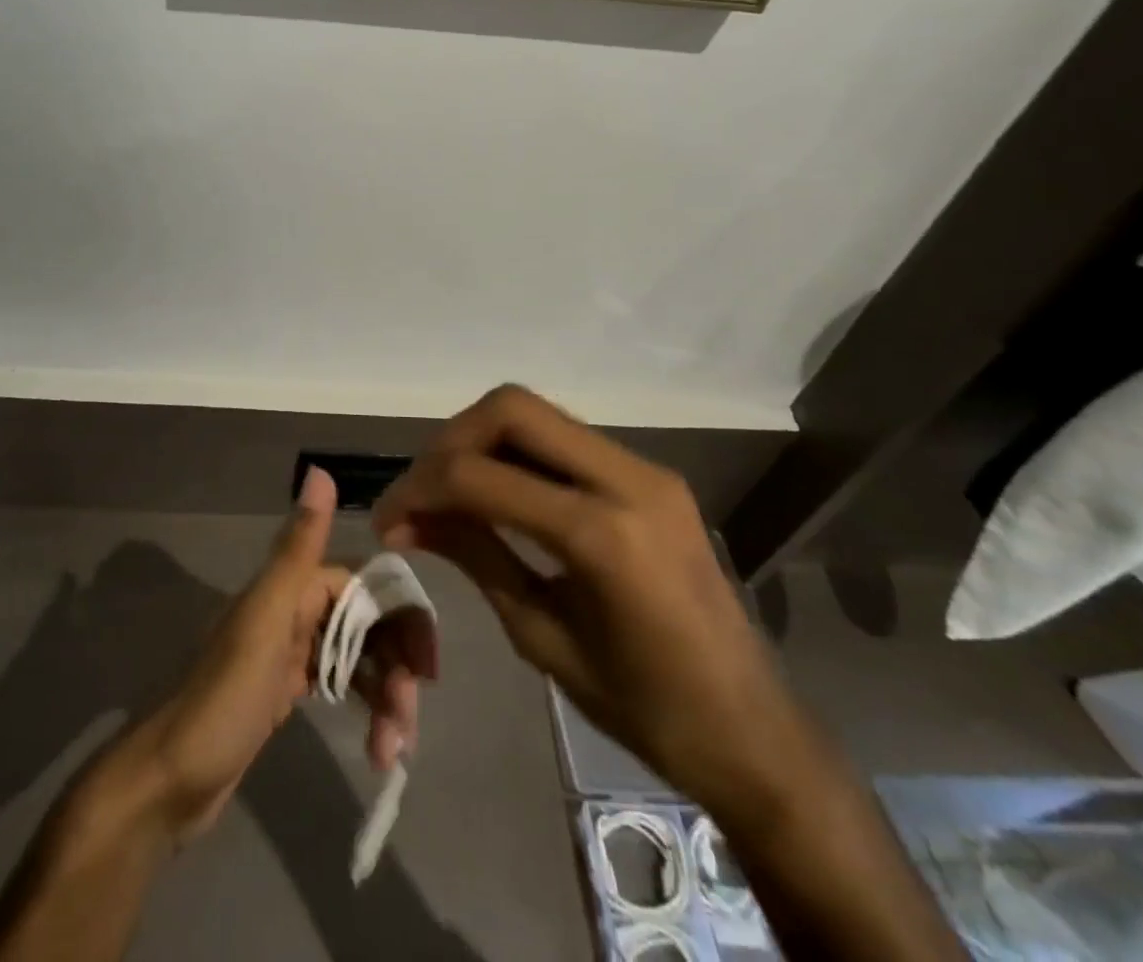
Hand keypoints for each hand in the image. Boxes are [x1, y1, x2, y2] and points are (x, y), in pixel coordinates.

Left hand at [123, 467, 430, 845]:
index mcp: (290, 588)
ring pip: (358, 655)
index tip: (426, 667)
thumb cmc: (223, 700)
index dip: (401, 616)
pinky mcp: (287, 690)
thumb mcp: (265, 621)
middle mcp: (292, 610)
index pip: (363, 583)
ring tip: (393, 750)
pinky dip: (365, 707)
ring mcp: (290, 652)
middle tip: (408, 717)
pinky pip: (342, 683)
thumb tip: (320, 469)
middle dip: (396, 663)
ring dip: (385, 694)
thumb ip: (297, 550)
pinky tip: (377, 745)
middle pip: (366, 621)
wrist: (170, 782)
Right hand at [371, 385, 820, 823]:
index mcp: (603, 535)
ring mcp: (645, 470)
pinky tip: (497, 494)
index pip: (482, 476)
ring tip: (449, 492)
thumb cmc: (647, 711)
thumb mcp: (542, 637)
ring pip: (537, 414)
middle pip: (512, 408)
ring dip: (481, 441)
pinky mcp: (650, 475)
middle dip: (450, 441)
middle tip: (421, 492)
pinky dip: (516, 454)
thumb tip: (408, 520)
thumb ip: (475, 557)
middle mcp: (628, 479)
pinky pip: (564, 439)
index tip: (388, 519)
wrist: (755, 734)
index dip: (420, 488)